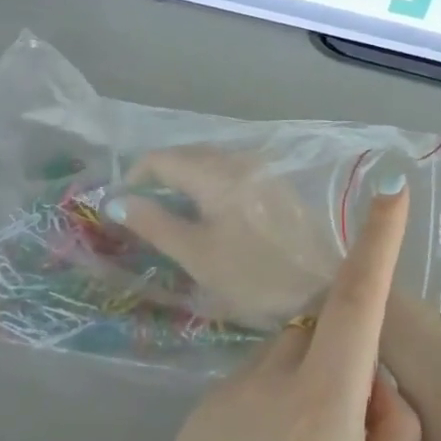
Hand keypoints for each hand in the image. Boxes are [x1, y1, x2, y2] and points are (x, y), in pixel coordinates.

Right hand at [106, 147, 341, 324]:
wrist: (323, 286)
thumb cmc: (254, 275)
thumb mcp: (197, 255)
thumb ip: (155, 223)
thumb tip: (117, 201)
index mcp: (217, 173)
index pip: (161, 158)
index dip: (133, 177)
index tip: (120, 205)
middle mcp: (239, 159)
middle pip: (186, 154)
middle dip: (158, 176)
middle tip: (141, 210)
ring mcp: (262, 168)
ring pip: (209, 161)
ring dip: (184, 179)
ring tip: (171, 213)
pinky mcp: (276, 182)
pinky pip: (230, 171)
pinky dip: (209, 183)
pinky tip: (208, 212)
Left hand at [119, 176, 421, 440]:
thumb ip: (393, 426)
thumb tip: (375, 383)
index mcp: (320, 405)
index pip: (357, 302)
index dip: (377, 243)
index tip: (390, 192)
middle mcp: (264, 382)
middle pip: (318, 331)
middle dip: (343, 356)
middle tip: (349, 436)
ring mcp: (220, 397)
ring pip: (282, 359)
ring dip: (304, 387)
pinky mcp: (192, 418)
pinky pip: (249, 388)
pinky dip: (270, 410)